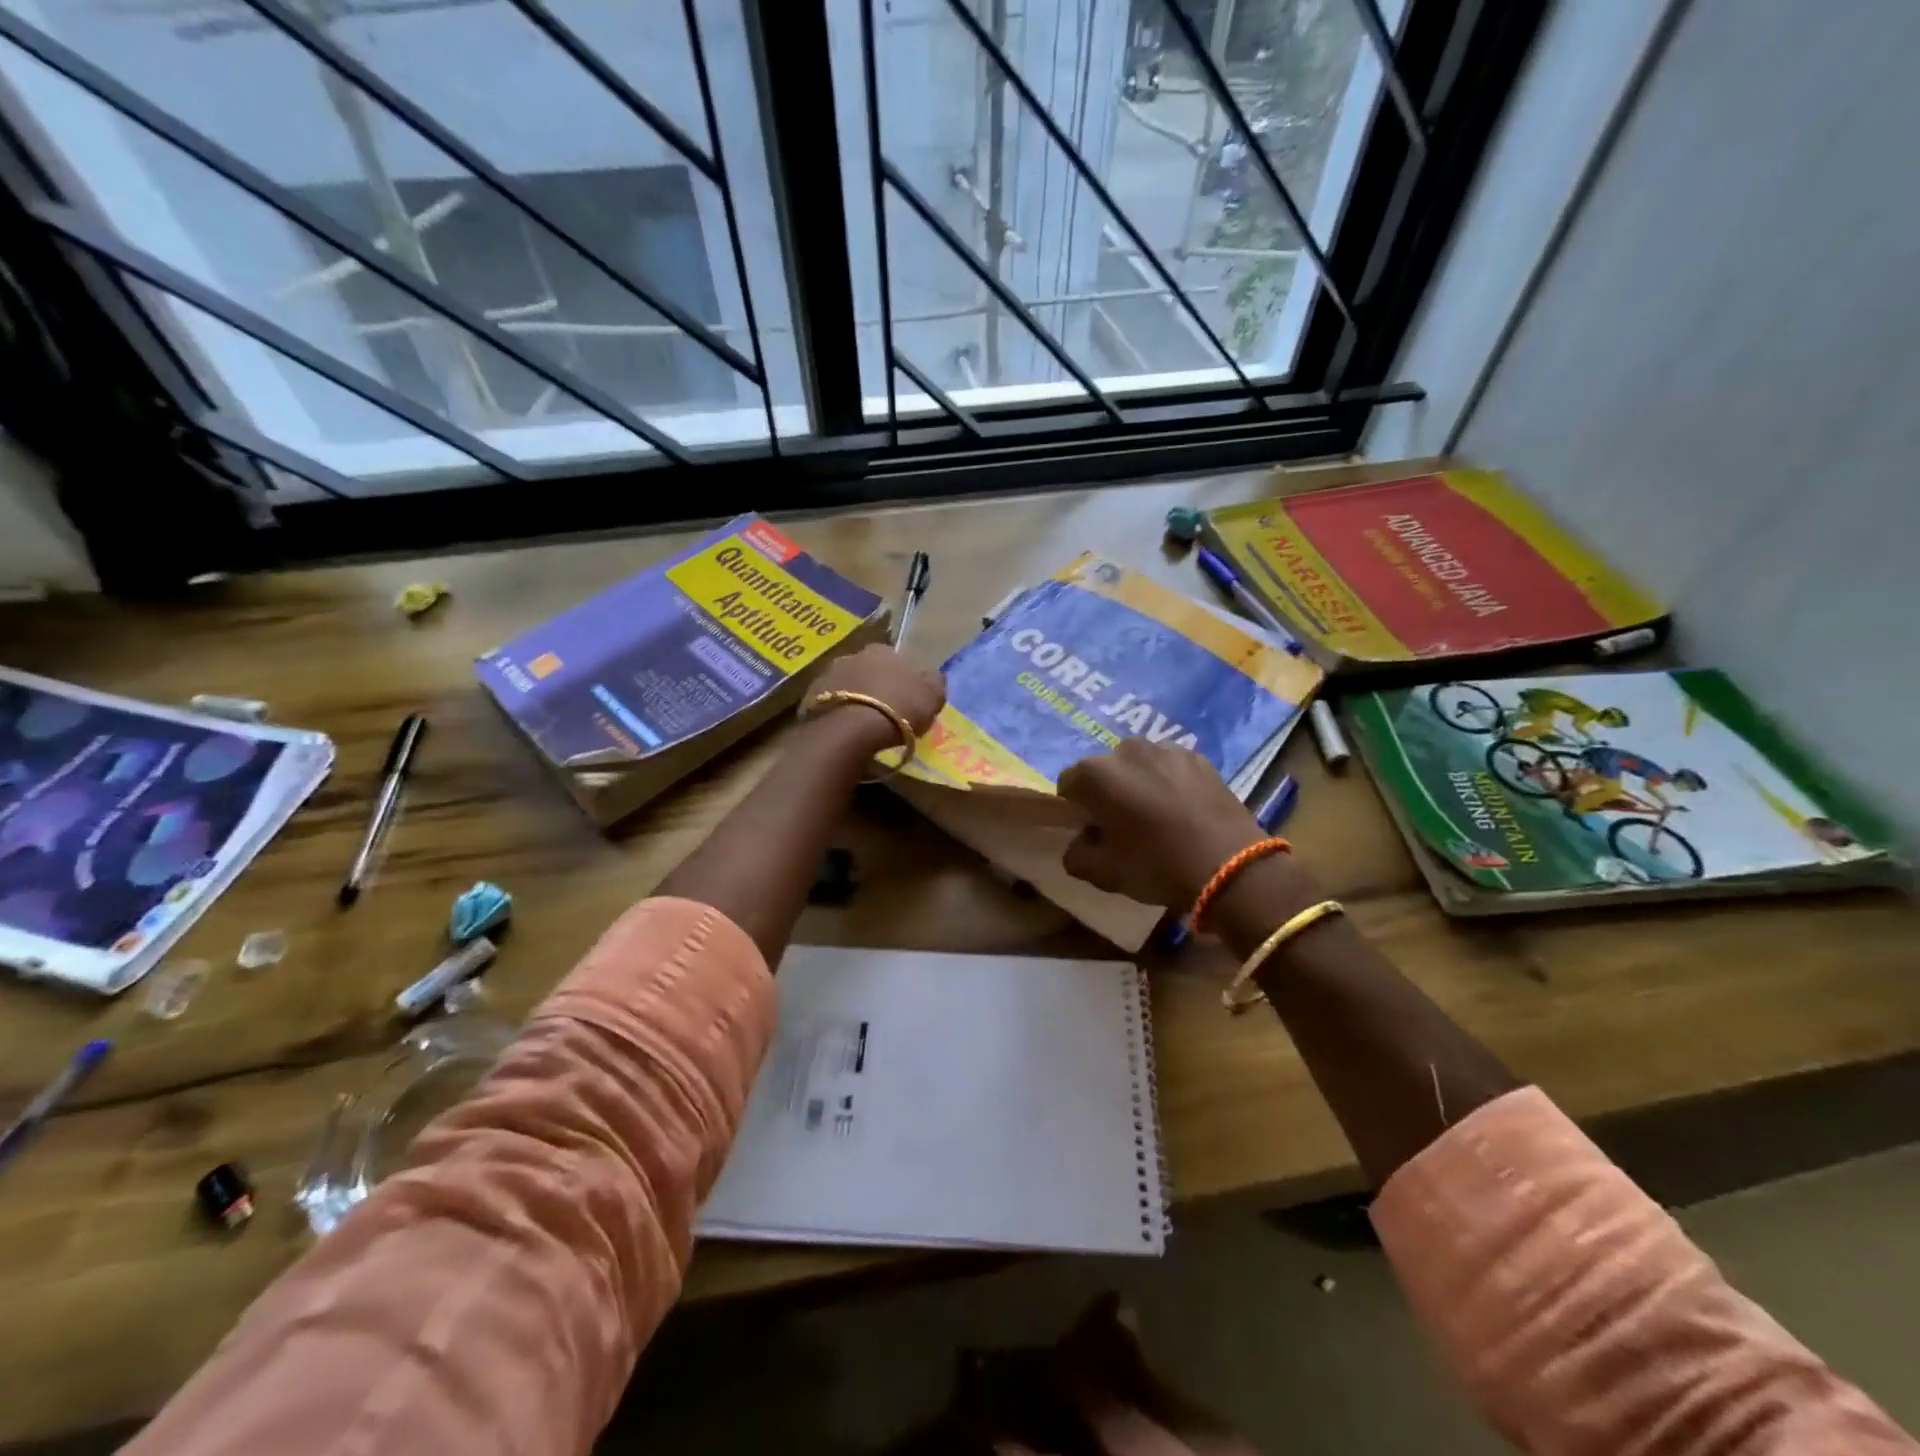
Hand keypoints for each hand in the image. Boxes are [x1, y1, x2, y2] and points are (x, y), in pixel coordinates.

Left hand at [810, 644, 946, 751]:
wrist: (850, 730)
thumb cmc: (898, 710)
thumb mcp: (932, 697)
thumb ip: (934, 683)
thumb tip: (932, 677)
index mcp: (883, 650)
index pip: (894, 659)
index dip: (901, 679)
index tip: (904, 698)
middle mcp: (852, 655)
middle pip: (867, 670)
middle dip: (874, 686)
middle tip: (884, 712)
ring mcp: (826, 675)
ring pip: (845, 686)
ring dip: (853, 699)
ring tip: (862, 725)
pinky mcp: (808, 698)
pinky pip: (828, 705)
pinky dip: (837, 714)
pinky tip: (845, 732)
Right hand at [1056, 739, 1265, 910]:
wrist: (1231, 866)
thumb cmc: (1157, 866)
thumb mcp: (1103, 873)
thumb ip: (1077, 855)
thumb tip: (1081, 842)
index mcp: (1095, 774)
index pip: (1068, 784)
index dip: (1076, 809)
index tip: (1092, 831)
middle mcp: (1126, 750)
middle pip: (1105, 770)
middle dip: (1109, 792)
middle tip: (1124, 825)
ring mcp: (1166, 749)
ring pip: (1139, 766)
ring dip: (1140, 784)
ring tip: (1158, 816)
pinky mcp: (1199, 757)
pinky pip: (1171, 767)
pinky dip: (1170, 782)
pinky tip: (1184, 811)